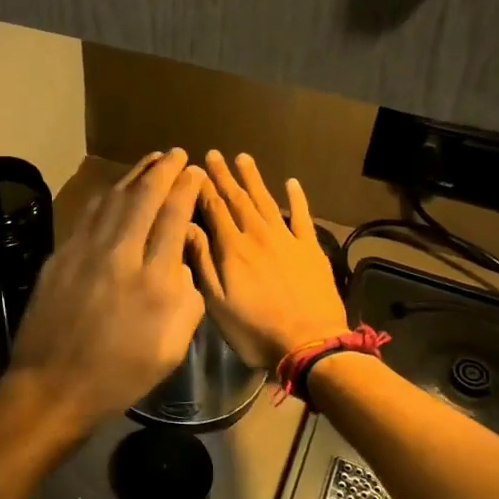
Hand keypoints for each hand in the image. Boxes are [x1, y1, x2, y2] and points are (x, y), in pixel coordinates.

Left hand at [3, 150, 207, 425]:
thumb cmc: (119, 375)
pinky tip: (114, 189)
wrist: (53, 385)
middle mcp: (120, 255)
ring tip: (150, 160)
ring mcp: (85, 251)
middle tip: (176, 153)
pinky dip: (106, 195)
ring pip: (112, 199)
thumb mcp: (171, 347)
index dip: (185, 189)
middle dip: (163, 170)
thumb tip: (180, 262)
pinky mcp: (60, 256)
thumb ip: (185, 299)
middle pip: (143, 197)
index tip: (194, 172)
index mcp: (154, 281)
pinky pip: (88, 214)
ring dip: (134, 175)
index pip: (173, 218)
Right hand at [192, 152, 348, 368]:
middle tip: (214, 155)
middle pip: (238, 199)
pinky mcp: (311, 249)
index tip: (194, 170)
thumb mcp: (217, 303)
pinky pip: (301, 216)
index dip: (203, 188)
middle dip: (224, 177)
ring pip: (266, 201)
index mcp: (233, 249)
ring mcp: (287, 239)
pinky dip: (296, 198)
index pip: (214, 210)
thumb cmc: (256, 330)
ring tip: (243, 158)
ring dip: (254, 179)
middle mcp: (258, 235)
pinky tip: (291, 183)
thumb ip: (203, 263)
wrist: (310, 344)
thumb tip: (187, 227)